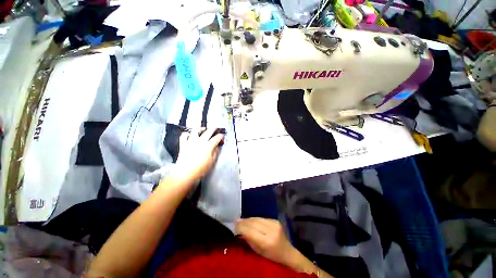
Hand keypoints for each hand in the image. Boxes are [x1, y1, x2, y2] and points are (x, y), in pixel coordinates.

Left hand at [173, 127, 223, 182]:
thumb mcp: (212, 162)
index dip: (220, 136)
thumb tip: (216, 147)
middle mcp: (200, 141)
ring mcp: (191, 142)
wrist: (185, 173)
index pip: (216, 138)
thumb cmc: (200, 169)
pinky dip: (186, 134)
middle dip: (213, 128)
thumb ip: (215, 153)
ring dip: (200, 128)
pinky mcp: (183, 144)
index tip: (222, 136)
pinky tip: (189, 134)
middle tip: (215, 127)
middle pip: (208, 132)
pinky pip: (184, 136)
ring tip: (203, 128)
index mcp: (208, 146)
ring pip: (195, 131)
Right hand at [236, 218, 308, 269]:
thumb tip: (239, 231)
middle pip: (254, 223)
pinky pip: (261, 218)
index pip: (251, 231)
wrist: (287, 252)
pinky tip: (250, 220)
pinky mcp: (275, 219)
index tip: (234, 225)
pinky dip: (254, 219)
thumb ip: (249, 241)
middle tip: (236, 221)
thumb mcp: (259, 252)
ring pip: (257, 218)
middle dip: (244, 222)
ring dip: (248, 219)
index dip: (242, 227)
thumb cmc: (272, 256)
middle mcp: (272, 230)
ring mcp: (274, 223)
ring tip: (241, 220)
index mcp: (268, 241)